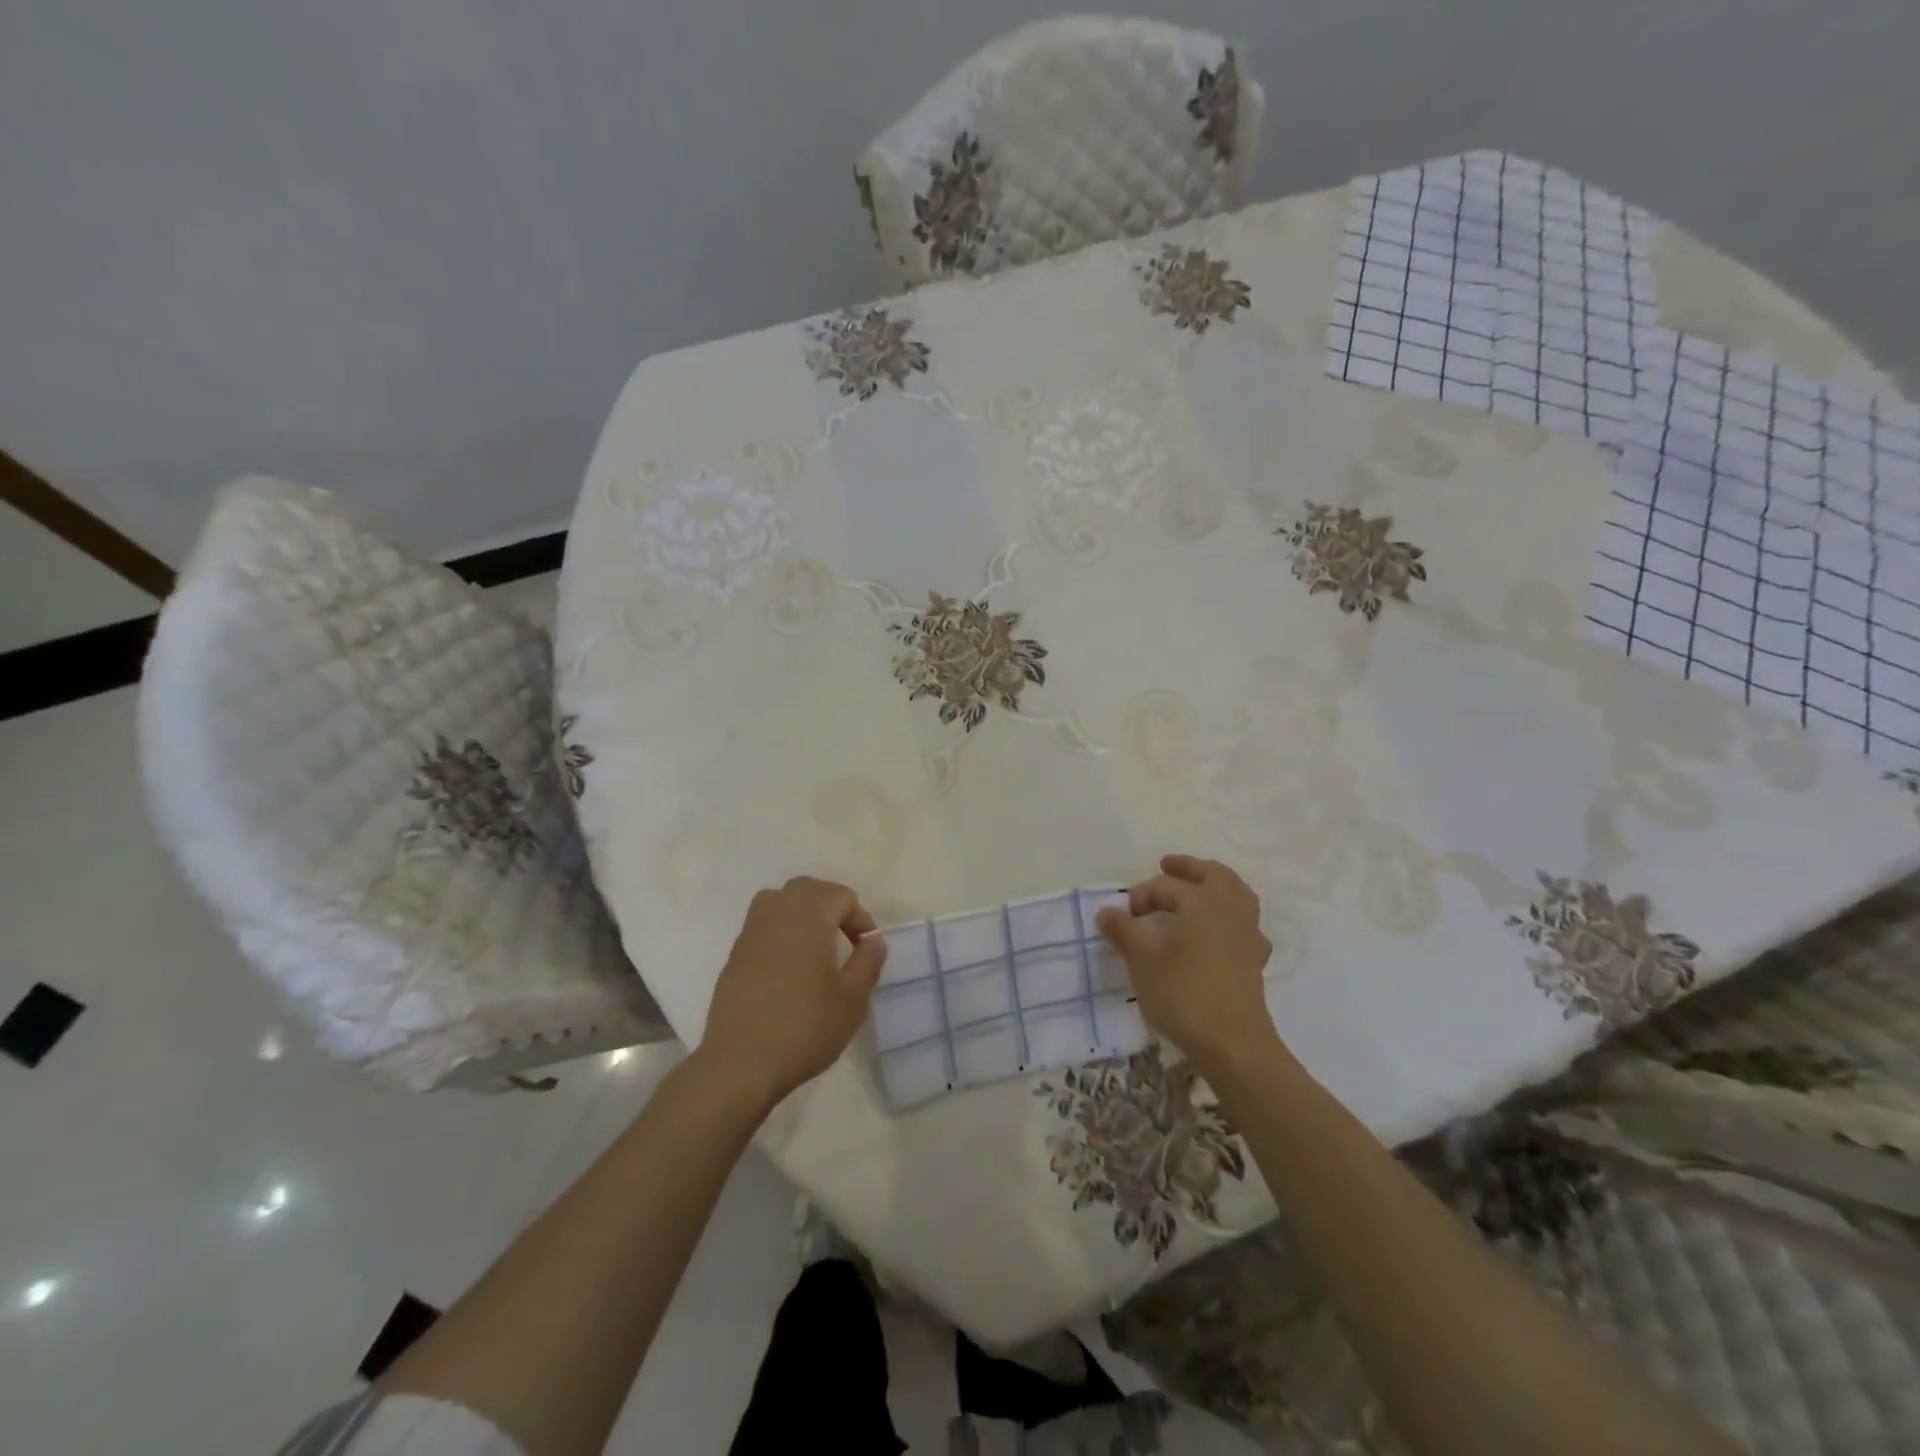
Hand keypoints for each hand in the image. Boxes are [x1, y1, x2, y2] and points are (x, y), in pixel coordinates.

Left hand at [697, 876, 887, 1107]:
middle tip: (845, 938)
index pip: (841, 895)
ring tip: (816, 945)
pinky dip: (781, 931)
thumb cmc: (804, 1028)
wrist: (740, 1064)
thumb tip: (873, 939)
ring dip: (802, 913)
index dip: (860, 918)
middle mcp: (777, 914)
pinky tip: (789, 967)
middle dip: (831, 905)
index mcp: (808, 917)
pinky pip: (762, 925)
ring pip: (779, 900)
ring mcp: (750, 933)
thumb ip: (868, 961)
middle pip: (807, 888)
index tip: (866, 950)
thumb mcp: (852, 999)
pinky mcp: (734, 955)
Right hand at [1097, 854, 1278, 1077]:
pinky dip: (1228, 917)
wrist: (1233, 1045)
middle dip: (1189, 868)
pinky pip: (1243, 923)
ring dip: (1214, 887)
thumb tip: (1107, 910)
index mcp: (1203, 903)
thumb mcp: (1143, 962)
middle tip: (1166, 867)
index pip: (1168, 886)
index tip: (1123, 913)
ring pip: (1236, 895)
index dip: (1142, 894)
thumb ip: (1124, 932)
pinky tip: (1215, 932)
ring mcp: (1247, 935)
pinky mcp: (1254, 960)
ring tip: (1193, 892)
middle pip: (1215, 875)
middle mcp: (1230, 911)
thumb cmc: (1184, 995)